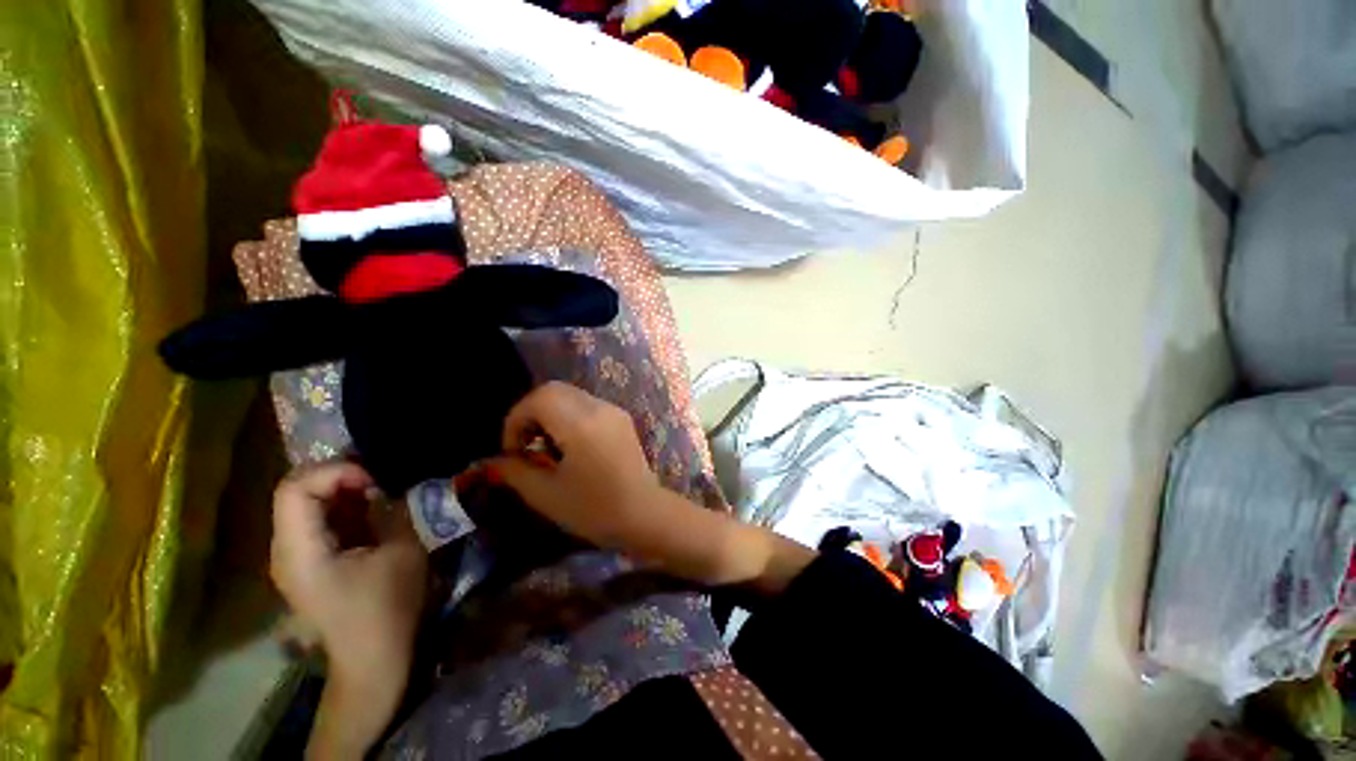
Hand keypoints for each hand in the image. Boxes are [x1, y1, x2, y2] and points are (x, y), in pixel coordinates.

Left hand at [270, 461, 427, 758]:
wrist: (372, 660)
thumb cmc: (387, 609)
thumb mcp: (403, 553)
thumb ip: (395, 511)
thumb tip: (391, 486)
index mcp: (300, 551)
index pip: (294, 489)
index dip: (335, 471)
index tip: (375, 479)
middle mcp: (285, 550)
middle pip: (295, 491)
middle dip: (339, 475)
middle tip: (379, 480)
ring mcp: (294, 556)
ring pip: (305, 503)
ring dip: (343, 489)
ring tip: (380, 492)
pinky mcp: (308, 561)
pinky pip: (317, 519)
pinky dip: (343, 506)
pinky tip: (371, 511)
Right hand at [489, 381, 665, 548]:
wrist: (644, 514)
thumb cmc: (594, 509)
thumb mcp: (546, 494)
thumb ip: (514, 471)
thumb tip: (493, 461)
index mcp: (580, 424)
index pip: (539, 398)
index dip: (516, 420)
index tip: (513, 450)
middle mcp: (599, 408)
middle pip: (554, 390)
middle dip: (531, 412)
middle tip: (526, 445)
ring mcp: (614, 410)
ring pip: (571, 395)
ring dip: (551, 412)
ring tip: (547, 446)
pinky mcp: (622, 418)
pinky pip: (588, 404)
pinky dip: (570, 415)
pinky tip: (571, 445)